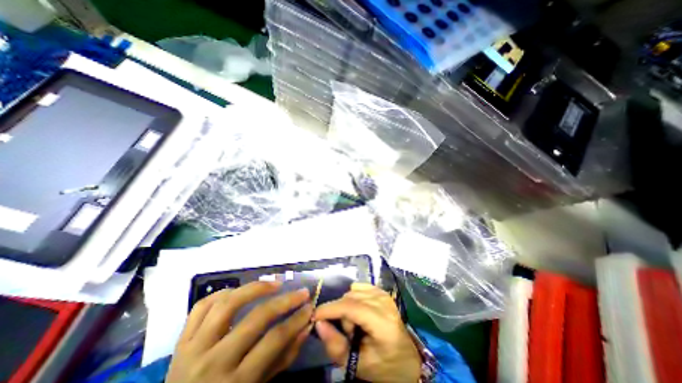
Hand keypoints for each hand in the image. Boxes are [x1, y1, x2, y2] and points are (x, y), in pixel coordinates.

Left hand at [165, 281, 313, 382]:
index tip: (310, 307)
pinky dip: (223, 293)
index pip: (274, 340)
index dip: (296, 320)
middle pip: (256, 319)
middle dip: (285, 301)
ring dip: (255, 287)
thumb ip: (284, 357)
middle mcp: (213, 363)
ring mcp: (192, 349)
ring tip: (274, 284)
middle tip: (301, 292)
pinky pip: (202, 306)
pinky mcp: (180, 341)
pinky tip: (239, 291)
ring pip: (227, 304)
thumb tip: (306, 325)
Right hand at [315, 283, 421, 382]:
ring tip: (355, 324)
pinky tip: (359, 311)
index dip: (330, 309)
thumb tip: (319, 322)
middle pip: (350, 298)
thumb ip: (335, 346)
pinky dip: (353, 298)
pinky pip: (359, 287)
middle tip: (348, 333)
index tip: (315, 316)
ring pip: (352, 291)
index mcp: (383, 323)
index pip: (351, 308)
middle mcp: (384, 303)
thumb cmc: (384, 366)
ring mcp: (384, 294)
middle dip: (340, 314)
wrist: (407, 360)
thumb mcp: (358, 365)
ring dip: (347, 306)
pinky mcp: (382, 291)